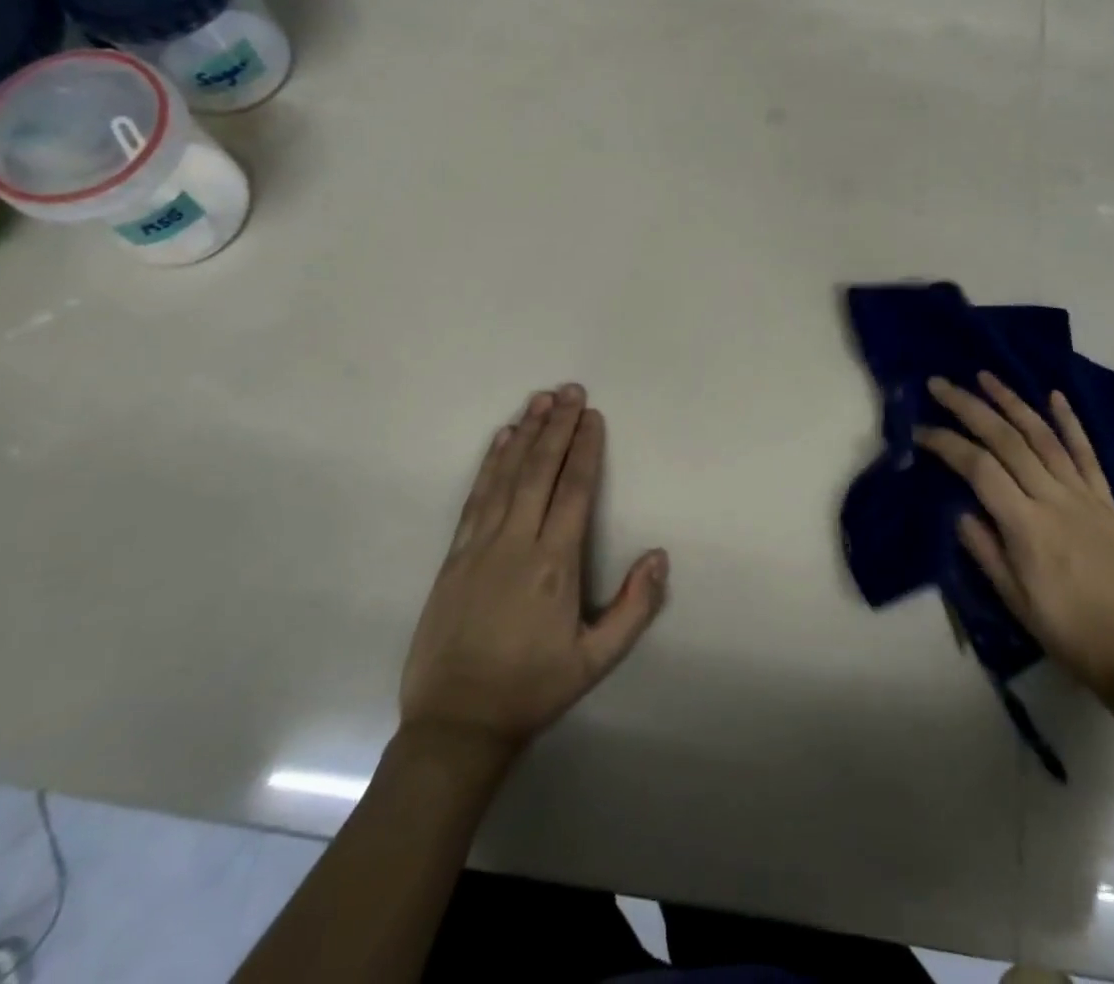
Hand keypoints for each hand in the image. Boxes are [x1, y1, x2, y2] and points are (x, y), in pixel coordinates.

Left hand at [398, 384, 667, 761]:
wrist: (455, 724)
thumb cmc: (532, 689)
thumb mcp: (595, 660)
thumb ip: (634, 608)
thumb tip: (659, 556)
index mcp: (553, 564)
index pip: (573, 490)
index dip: (585, 449)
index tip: (592, 415)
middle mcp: (516, 543)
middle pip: (540, 471)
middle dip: (557, 427)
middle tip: (569, 390)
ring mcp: (479, 545)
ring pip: (506, 476)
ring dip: (524, 434)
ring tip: (538, 400)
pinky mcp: (454, 555)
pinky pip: (476, 497)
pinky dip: (490, 464)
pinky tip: (500, 440)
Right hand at [918, 373, 1113, 701]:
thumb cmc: (1068, 632)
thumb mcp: (1014, 599)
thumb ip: (984, 549)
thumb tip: (959, 509)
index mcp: (1027, 526)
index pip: (978, 468)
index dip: (947, 444)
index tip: (920, 431)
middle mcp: (1054, 499)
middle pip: (1007, 440)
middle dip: (970, 407)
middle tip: (940, 385)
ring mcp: (1084, 496)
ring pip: (1044, 436)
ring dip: (1012, 401)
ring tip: (985, 376)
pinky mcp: (1106, 500)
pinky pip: (1086, 453)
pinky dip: (1070, 421)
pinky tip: (1053, 396)